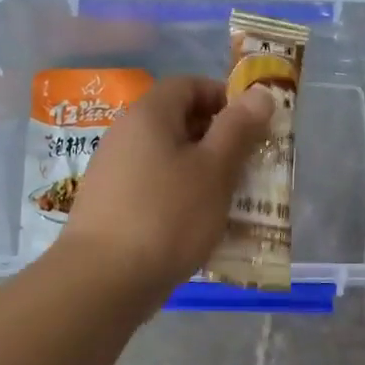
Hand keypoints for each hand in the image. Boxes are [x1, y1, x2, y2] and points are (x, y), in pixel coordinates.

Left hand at [59, 75, 273, 297]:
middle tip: (248, 168)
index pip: (189, 85)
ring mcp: (113, 171)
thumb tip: (260, 93)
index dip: (224, 99)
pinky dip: (179, 197)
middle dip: (218, 140)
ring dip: (201, 173)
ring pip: (168, 159)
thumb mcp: (214, 170)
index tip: (252, 127)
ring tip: (229, 201)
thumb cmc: (168, 216)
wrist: (104, 279)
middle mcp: (125, 134)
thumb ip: (238, 129)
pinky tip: (196, 226)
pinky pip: (153, 188)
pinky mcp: (110, 206)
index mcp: (149, 114)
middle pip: (178, 122)